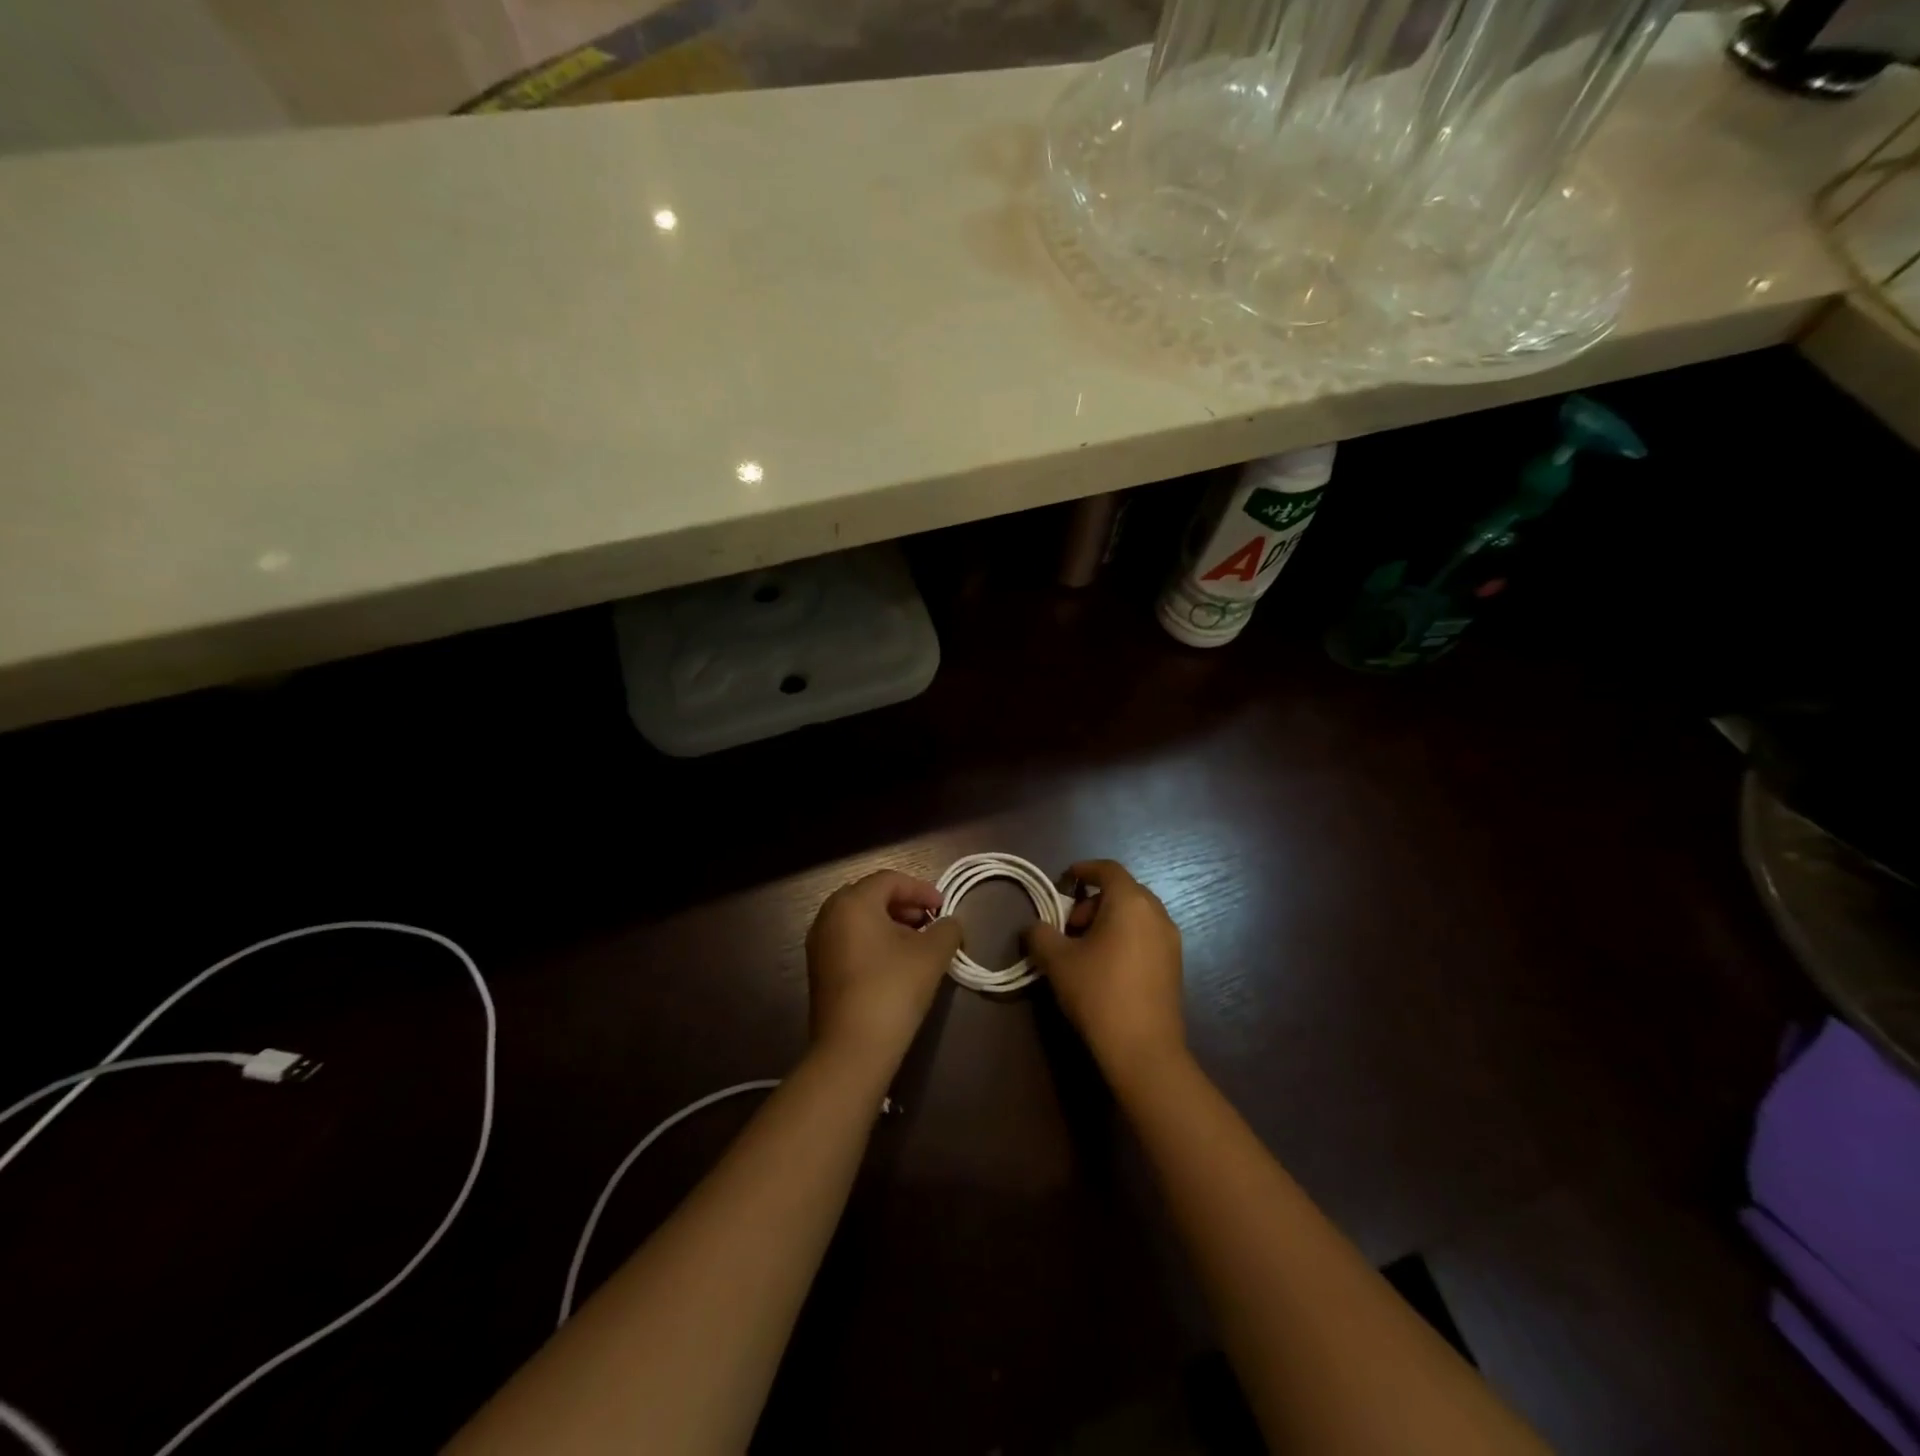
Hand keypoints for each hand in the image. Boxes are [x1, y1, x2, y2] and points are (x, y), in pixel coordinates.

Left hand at [806, 870, 962, 1076]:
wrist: (852, 1049)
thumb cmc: (893, 989)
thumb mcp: (932, 954)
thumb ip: (947, 929)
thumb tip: (949, 924)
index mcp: (853, 902)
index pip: (890, 880)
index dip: (921, 889)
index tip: (944, 908)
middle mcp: (829, 915)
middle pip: (871, 896)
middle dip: (904, 905)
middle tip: (930, 922)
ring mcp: (819, 943)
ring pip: (859, 919)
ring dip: (890, 924)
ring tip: (917, 944)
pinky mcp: (819, 969)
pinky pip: (849, 940)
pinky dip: (874, 941)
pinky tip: (895, 963)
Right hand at [1023, 859, 1186, 1087]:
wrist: (1144, 1049)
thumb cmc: (1099, 993)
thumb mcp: (1057, 961)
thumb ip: (1040, 934)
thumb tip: (1035, 927)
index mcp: (1130, 902)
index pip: (1107, 869)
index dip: (1083, 869)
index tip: (1063, 881)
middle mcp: (1156, 913)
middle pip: (1122, 890)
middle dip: (1092, 901)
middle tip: (1069, 927)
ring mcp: (1170, 940)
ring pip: (1135, 914)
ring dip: (1108, 920)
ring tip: (1085, 949)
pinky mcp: (1175, 964)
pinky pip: (1146, 934)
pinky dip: (1125, 936)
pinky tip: (1106, 966)